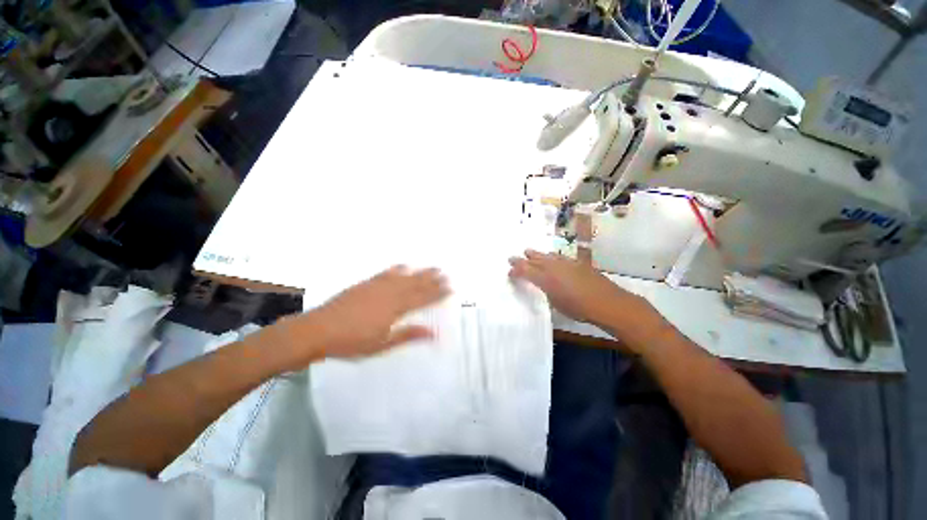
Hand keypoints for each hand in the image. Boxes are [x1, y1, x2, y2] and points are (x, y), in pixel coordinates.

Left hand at [269, 266, 449, 366]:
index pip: (422, 299)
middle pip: (416, 285)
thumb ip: (408, 335)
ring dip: (420, 272)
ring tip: (433, 267)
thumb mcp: (382, 344)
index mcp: (395, 309)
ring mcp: (377, 286)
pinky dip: (398, 269)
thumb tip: (433, 333)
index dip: (437, 294)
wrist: (318, 330)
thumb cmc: (352, 342)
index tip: (450, 289)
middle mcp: (390, 294)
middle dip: (433, 280)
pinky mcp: (366, 284)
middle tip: (446, 274)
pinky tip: (404, 265)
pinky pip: (386, 273)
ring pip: (405, 277)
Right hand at [508, 250, 655, 336]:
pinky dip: (551, 256)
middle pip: (534, 260)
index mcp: (545, 278)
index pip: (525, 270)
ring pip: (546, 256)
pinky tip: (551, 257)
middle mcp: (553, 267)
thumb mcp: (556, 303)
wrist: (607, 302)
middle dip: (522, 259)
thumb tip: (543, 285)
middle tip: (512, 257)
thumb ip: (546, 291)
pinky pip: (559, 257)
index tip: (509, 272)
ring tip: (528, 251)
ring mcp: (566, 263)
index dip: (515, 270)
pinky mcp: (577, 262)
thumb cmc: (579, 308)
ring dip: (536, 254)